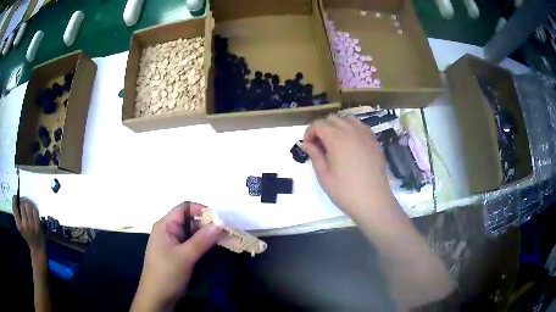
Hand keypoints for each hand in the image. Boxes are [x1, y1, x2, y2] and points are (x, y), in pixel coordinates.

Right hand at [12, 196, 44, 252]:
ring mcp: (32, 224)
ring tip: (26, 205)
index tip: (15, 197)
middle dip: (21, 202)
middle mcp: (25, 224)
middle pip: (22, 204)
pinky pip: (34, 209)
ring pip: (28, 205)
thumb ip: (16, 215)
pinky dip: (32, 206)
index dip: (15, 200)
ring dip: (27, 203)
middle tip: (22, 203)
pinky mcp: (38, 224)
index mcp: (19, 225)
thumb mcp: (19, 227)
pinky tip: (31, 208)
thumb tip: (15, 198)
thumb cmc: (27, 236)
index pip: (15, 208)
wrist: (37, 248)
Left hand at [131, 202, 223, 311]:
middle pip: (190, 220)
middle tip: (225, 233)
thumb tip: (220, 224)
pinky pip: (191, 244)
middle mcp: (168, 230)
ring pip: (192, 233)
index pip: (184, 208)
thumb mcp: (185, 256)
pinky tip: (213, 249)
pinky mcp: (177, 253)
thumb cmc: (167, 273)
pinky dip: (202, 245)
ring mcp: (173, 243)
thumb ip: (202, 240)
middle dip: (207, 224)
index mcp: (165, 225)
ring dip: (206, 235)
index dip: (201, 210)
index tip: (219, 220)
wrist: (157, 296)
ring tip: (223, 241)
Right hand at [301, 116, 396, 219]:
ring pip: (348, 119)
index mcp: (337, 138)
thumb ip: (314, 155)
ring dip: (337, 126)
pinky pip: (361, 127)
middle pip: (333, 119)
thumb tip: (305, 143)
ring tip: (334, 142)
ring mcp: (366, 135)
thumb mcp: (324, 175)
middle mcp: (352, 131)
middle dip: (322, 128)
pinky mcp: (374, 142)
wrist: (373, 201)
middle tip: (318, 145)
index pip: (319, 124)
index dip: (309, 132)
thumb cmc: (345, 191)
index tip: (307, 146)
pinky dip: (351, 129)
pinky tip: (350, 144)